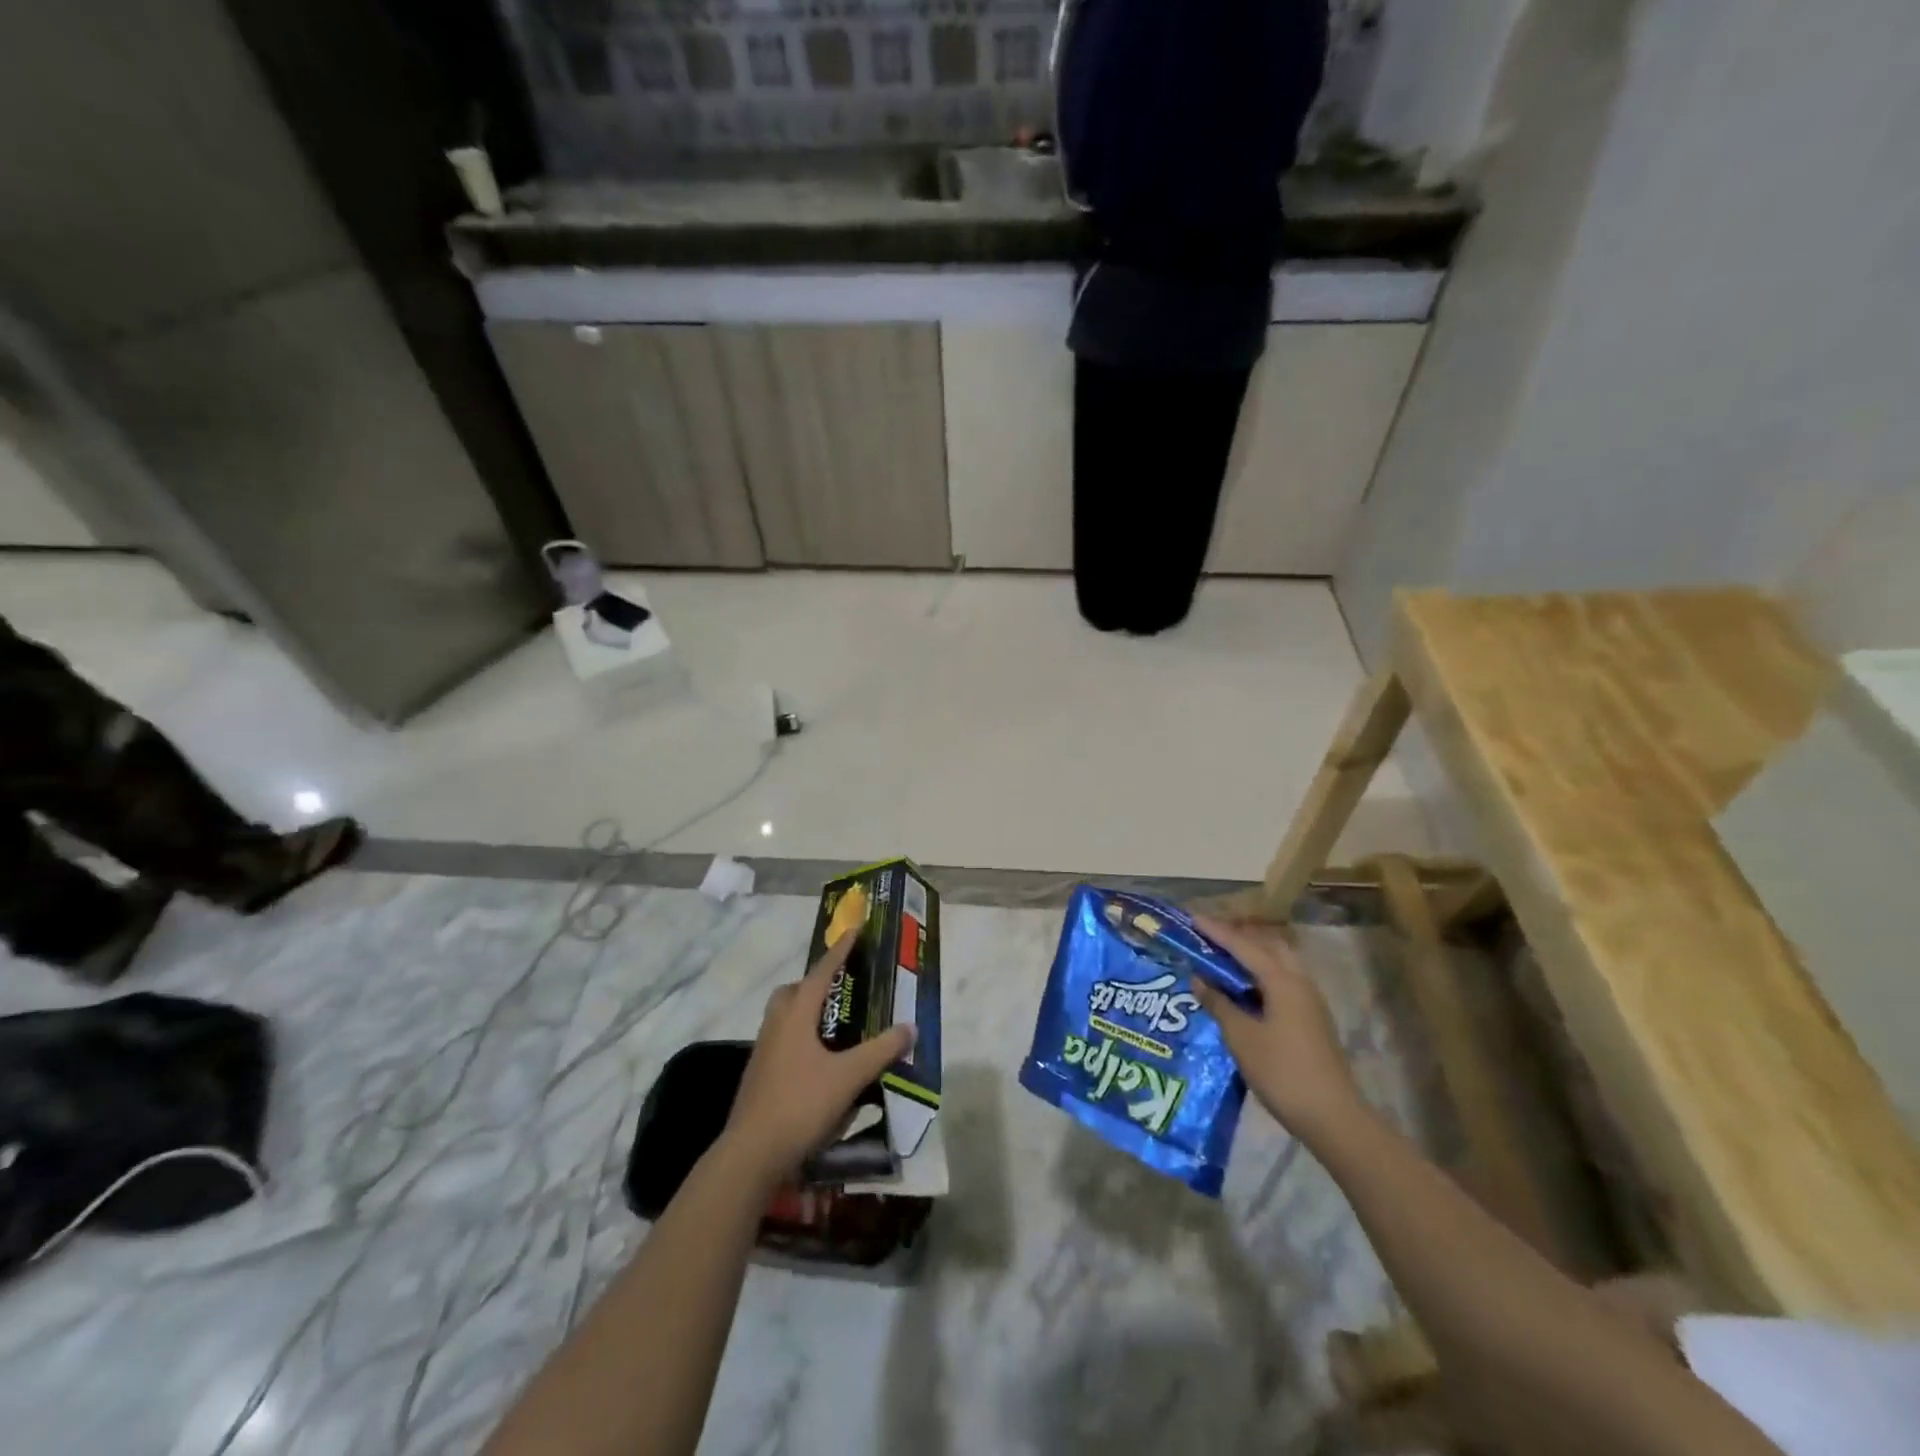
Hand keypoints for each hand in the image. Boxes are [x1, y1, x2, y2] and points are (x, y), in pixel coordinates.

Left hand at [723, 930, 915, 1180]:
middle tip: (840, 989)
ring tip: (834, 1026)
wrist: (751, 1155)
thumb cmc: (801, 1105)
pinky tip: (818, 1063)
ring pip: (783, 1018)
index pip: (821, 974)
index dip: (840, 953)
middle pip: (792, 992)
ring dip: (805, 1013)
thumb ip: (881, 1050)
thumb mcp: (849, 1077)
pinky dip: (800, 1040)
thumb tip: (910, 1027)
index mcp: (796, 1016)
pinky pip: (781, 1043)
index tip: (853, 932)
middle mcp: (775, 1026)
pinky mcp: (759, 1078)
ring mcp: (763, 1053)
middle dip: (814, 984)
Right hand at [1189, 916, 1365, 1144]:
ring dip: (1250, 957)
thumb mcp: (1241, 1037)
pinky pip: (1282, 982)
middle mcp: (1299, 982)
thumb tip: (1199, 979)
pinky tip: (1243, 990)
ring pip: (1278, 964)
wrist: (1333, 1116)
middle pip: (1267, 947)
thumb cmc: (1282, 1071)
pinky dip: (1260, 976)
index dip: (1216, 931)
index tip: (1192, 918)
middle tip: (1208, 938)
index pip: (1243, 946)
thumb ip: (1219, 1003)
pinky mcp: (1311, 1019)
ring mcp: (1309, 1001)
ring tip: (1221, 960)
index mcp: (1282, 980)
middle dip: (1238, 938)